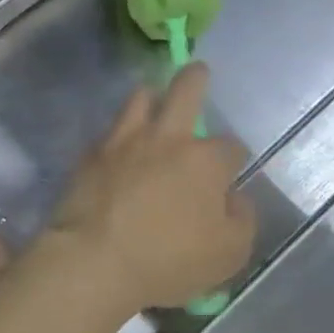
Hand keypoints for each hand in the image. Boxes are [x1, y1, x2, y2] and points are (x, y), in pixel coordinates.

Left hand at [46, 63, 254, 309]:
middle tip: (197, 71)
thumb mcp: (229, 254)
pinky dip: (118, 135)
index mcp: (205, 161)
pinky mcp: (91, 154)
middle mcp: (166, 139)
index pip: (231, 146)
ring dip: (150, 97)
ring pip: (140, 98)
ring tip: (151, 102)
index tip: (228, 170)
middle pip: (186, 90)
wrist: (95, 259)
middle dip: (196, 78)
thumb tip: (235, 198)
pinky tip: (117, 148)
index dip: (233, 157)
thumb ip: (242, 220)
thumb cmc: (169, 261)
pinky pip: (108, 132)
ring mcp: (124, 141)